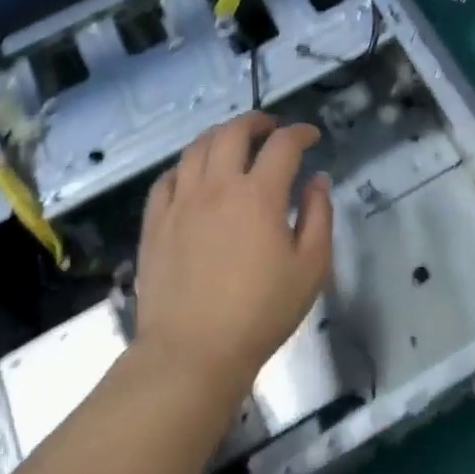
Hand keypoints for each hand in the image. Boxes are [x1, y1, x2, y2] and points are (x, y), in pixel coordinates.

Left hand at [135, 112, 333, 388]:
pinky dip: (185, 165)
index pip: (283, 145)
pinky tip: (193, 175)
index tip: (311, 137)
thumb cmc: (260, 312)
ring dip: (220, 136)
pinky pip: (167, 178)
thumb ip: (319, 216)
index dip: (300, 133)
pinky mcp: (155, 222)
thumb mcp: (311, 268)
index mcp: (259, 195)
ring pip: (197, 147)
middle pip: (234, 132)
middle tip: (271, 129)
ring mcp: (181, 201)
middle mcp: (217, 186)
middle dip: (257, 121)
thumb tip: (317, 181)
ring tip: (233, 143)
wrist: (192, 351)